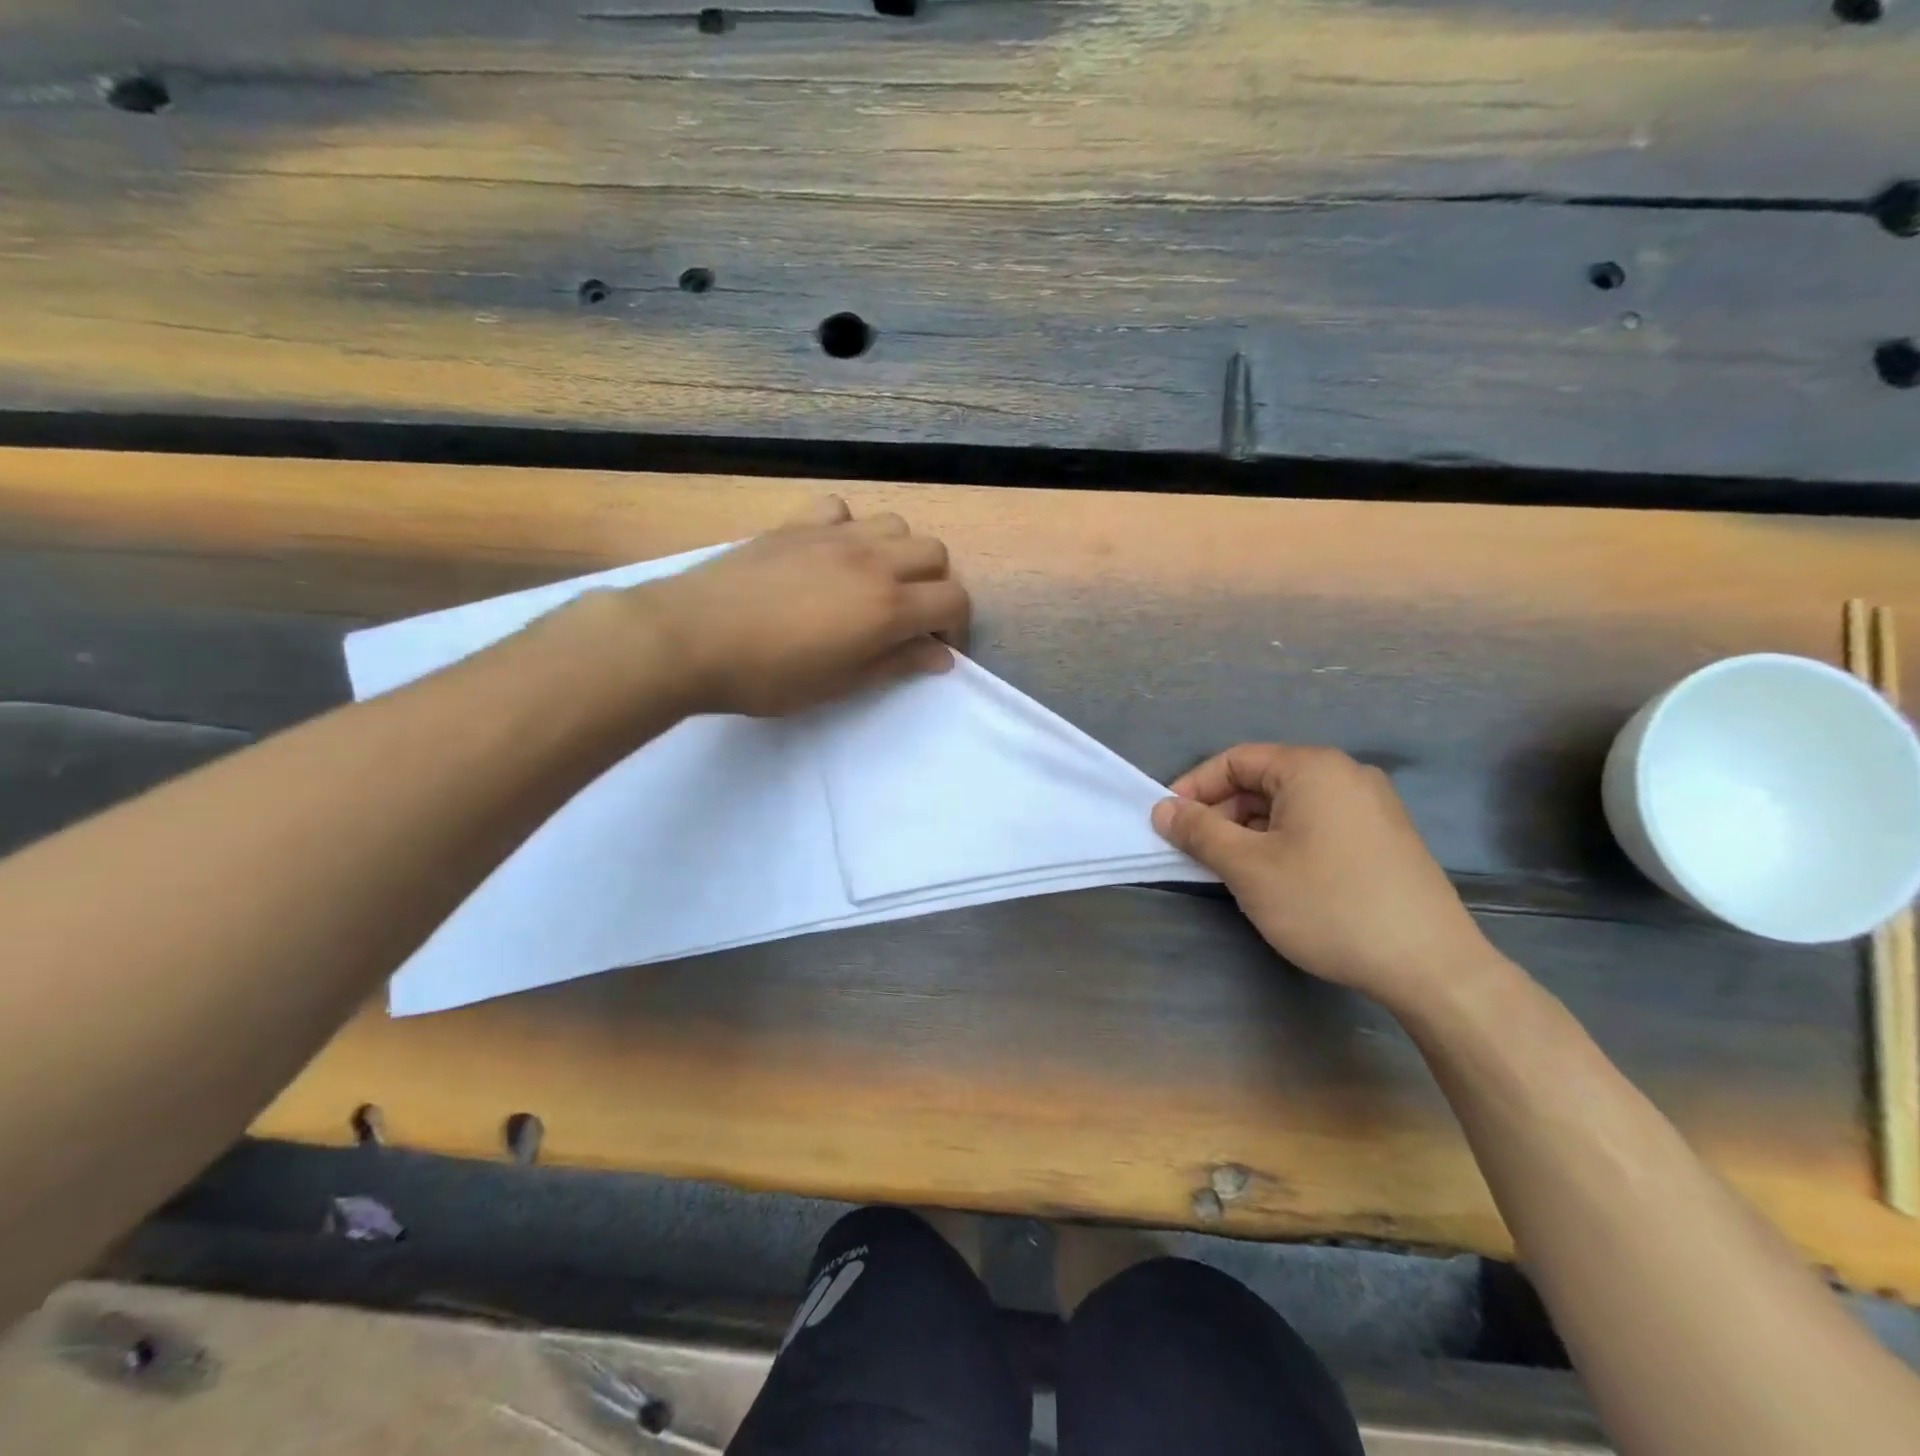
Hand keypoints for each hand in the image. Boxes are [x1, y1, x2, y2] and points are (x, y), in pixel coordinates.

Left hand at [639, 498, 969, 717]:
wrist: (690, 638)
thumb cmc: (768, 676)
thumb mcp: (839, 684)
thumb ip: (896, 664)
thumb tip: (940, 656)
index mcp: (887, 607)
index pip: (954, 601)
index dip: (956, 627)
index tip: (934, 648)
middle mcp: (872, 561)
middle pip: (935, 554)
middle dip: (934, 586)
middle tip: (908, 618)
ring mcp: (833, 535)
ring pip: (896, 524)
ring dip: (899, 554)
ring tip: (874, 584)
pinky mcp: (796, 524)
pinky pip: (842, 509)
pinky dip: (850, 528)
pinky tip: (832, 554)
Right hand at [1151, 744, 1493, 1011]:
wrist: (1431, 966)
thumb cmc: (1328, 904)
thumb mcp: (1248, 868)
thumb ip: (1199, 832)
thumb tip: (1162, 810)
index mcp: (1313, 768)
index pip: (1236, 760)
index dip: (1194, 787)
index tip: (1167, 822)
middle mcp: (1345, 775)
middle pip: (1264, 781)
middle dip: (1222, 813)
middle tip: (1195, 852)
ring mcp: (1372, 807)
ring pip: (1290, 806)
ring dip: (1250, 831)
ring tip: (1231, 871)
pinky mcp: (1385, 838)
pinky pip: (1317, 824)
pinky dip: (1284, 842)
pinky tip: (1276, 879)